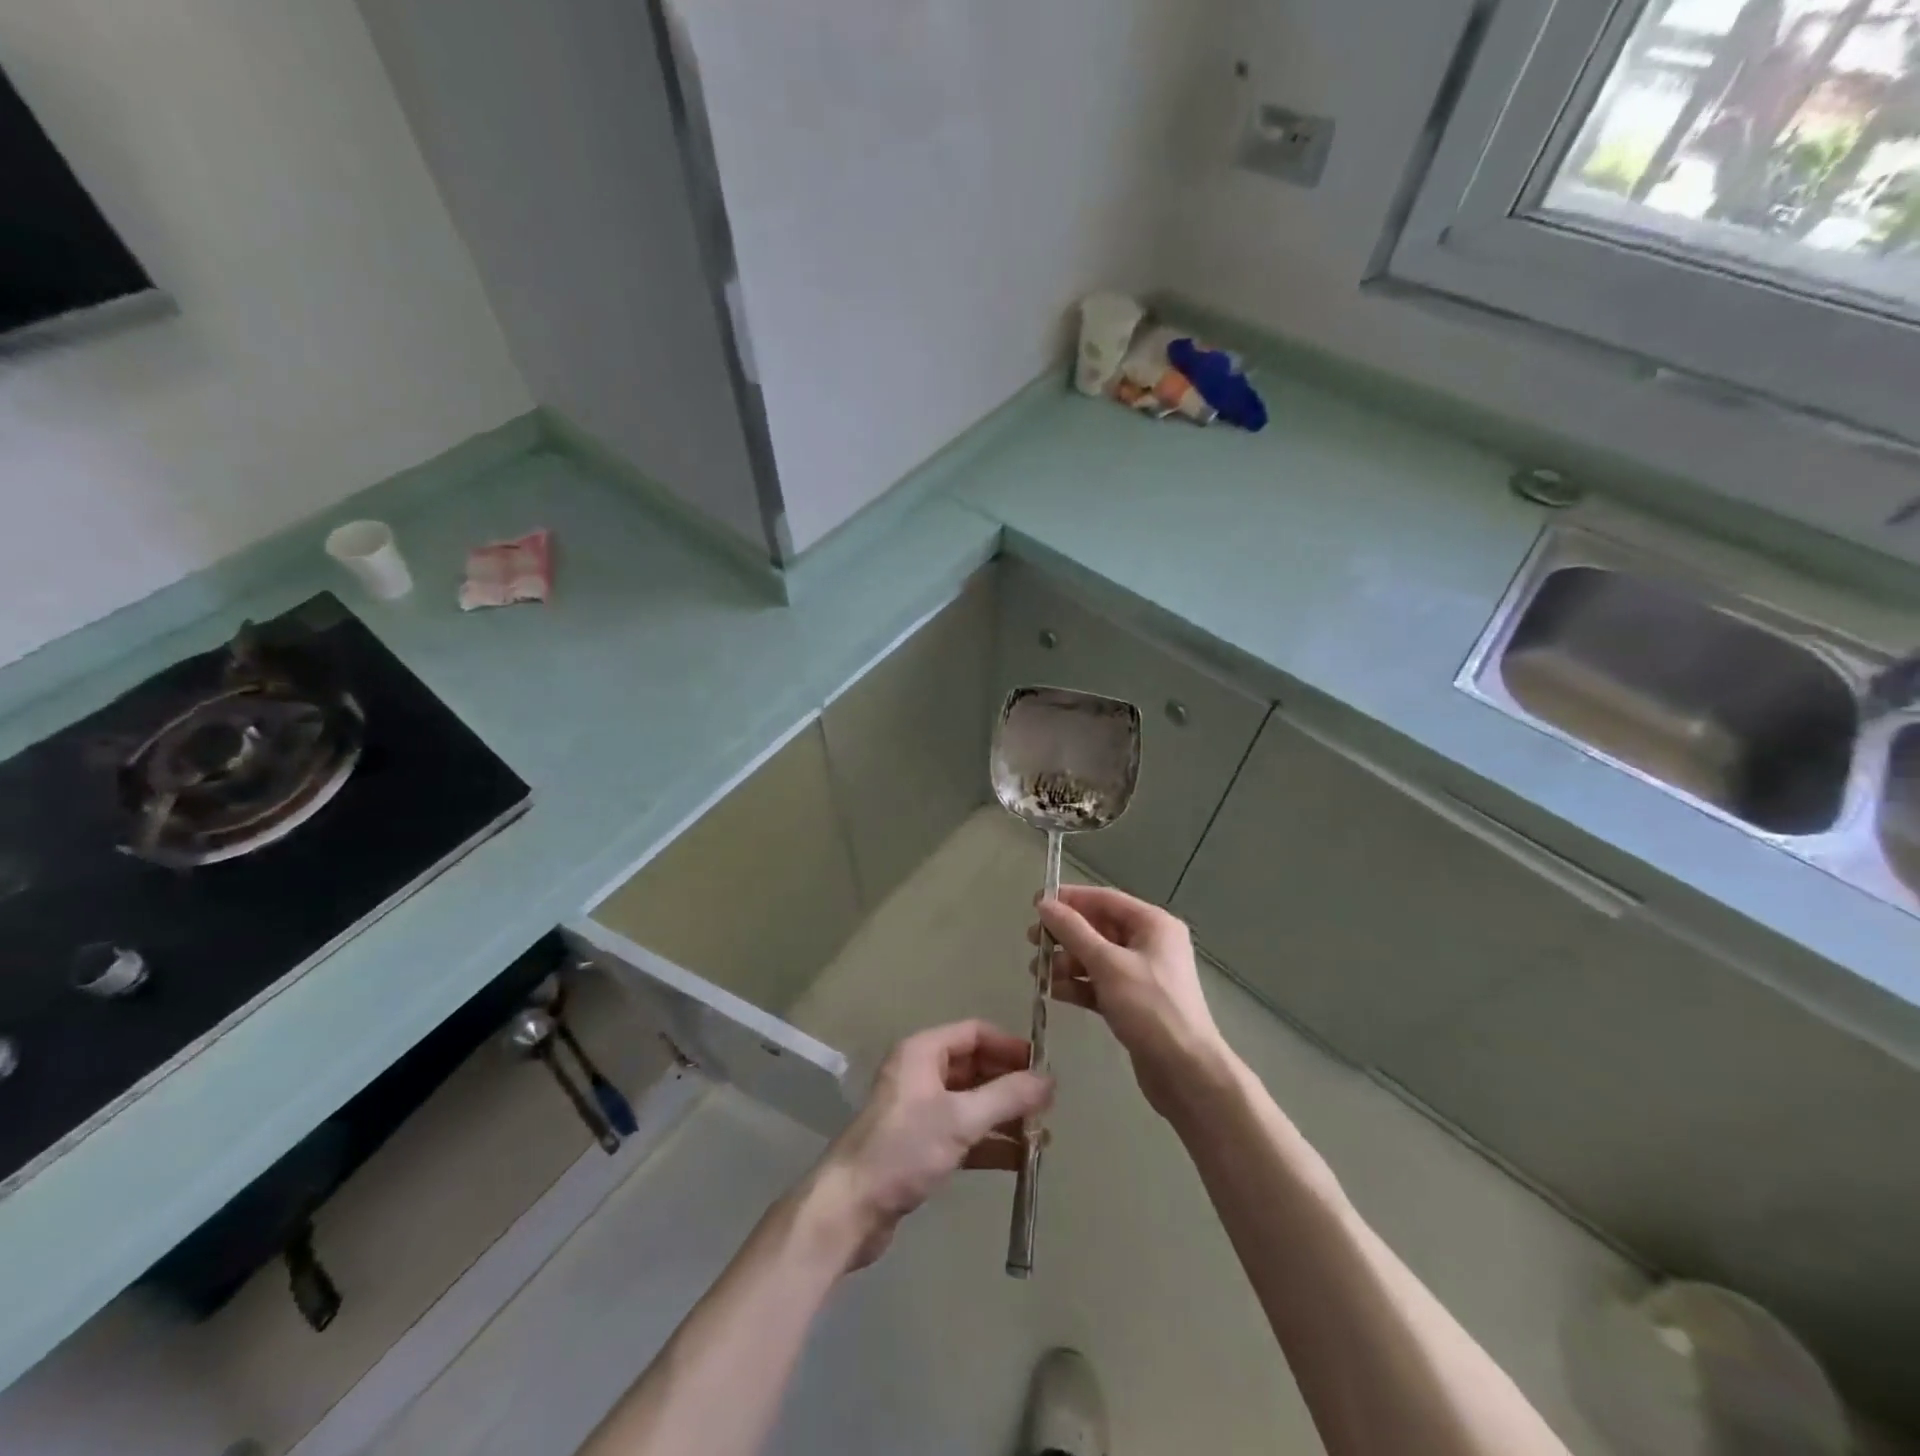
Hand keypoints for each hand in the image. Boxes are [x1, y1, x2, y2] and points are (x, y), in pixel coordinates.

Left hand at [802, 1020, 1053, 1271]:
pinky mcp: (920, 1146)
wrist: (850, 1209)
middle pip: (975, 1067)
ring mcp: (920, 1111)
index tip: (1042, 1067)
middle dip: (1010, 1084)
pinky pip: (963, 1133)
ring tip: (1041, 1135)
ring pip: (971, 1103)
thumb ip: (1007, 1097)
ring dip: (1005, 1116)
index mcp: (923, 1052)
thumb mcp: (960, 1119)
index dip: (1009, 1046)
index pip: (975, 1033)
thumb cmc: (904, 1149)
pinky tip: (1020, 1160)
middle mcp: (920, 1073)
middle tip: (1047, 1105)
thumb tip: (1050, 1079)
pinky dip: (990, 1142)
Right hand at [1033, 885, 1228, 1121]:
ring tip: (1037, 973)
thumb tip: (1045, 904)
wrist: (1186, 1072)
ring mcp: (1142, 975)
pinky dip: (1078, 985)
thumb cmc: (1150, 1008)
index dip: (1069, 899)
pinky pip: (1099, 983)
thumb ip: (1073, 932)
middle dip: (1064, 934)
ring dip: (1066, 962)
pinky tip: (1053, 992)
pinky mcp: (1134, 1003)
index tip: (1035, 905)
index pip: (1104, 899)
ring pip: (1096, 957)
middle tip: (1031, 941)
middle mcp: (1149, 944)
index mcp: (1153, 924)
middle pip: (1098, 928)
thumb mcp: (1108, 964)